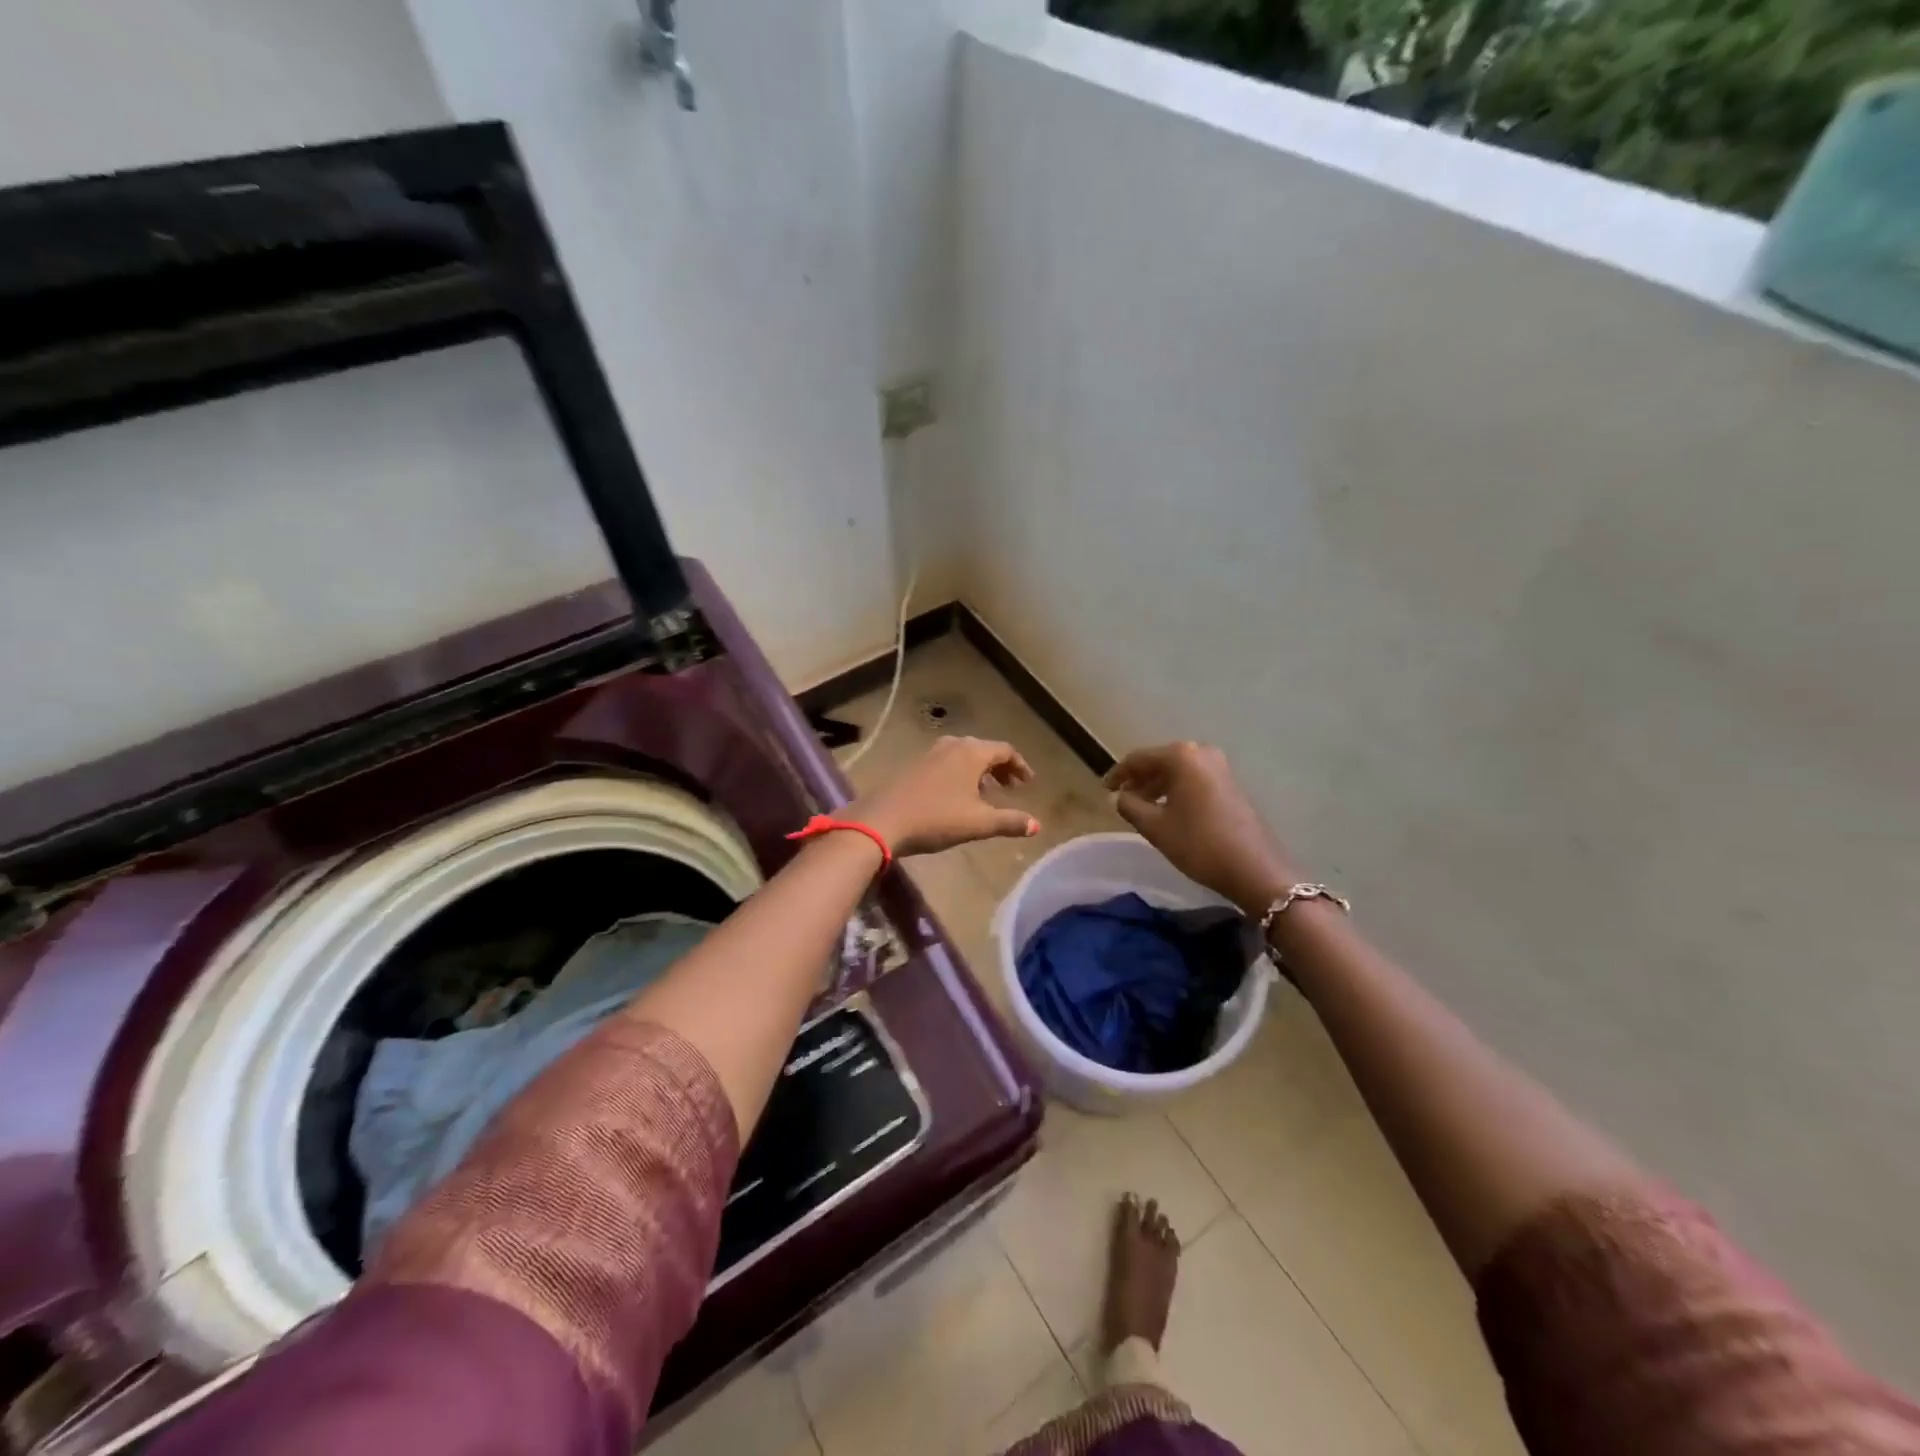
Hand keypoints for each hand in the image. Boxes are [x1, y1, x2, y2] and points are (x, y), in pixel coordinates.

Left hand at [852, 737, 1039, 856]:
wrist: (882, 820)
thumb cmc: (936, 818)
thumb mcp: (978, 823)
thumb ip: (1010, 822)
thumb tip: (1037, 825)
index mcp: (972, 752)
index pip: (1005, 750)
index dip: (1020, 766)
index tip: (1028, 783)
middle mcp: (952, 745)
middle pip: (984, 750)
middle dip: (1000, 768)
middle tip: (1010, 788)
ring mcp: (929, 753)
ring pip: (963, 756)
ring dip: (978, 772)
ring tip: (985, 794)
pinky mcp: (913, 765)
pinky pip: (946, 763)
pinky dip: (959, 774)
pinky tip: (956, 797)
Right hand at [1104, 742, 1299, 915]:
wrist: (1254, 868)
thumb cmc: (1198, 844)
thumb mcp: (1155, 827)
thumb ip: (1129, 806)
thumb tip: (1117, 796)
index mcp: (1181, 756)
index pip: (1138, 759)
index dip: (1118, 774)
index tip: (1104, 790)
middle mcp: (1201, 753)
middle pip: (1159, 761)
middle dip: (1139, 779)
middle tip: (1121, 799)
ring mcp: (1220, 767)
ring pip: (1177, 771)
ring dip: (1157, 786)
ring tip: (1141, 808)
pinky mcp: (1230, 783)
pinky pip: (1193, 779)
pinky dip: (1176, 790)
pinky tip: (1167, 810)